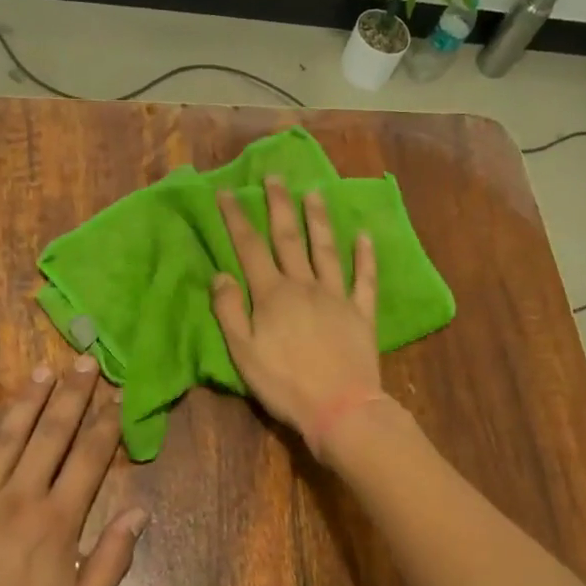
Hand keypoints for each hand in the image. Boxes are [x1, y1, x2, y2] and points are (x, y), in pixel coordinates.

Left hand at [0, 358, 147, 585]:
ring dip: (26, 402)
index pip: (89, 458)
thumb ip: (113, 557)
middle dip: (71, 396)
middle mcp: (19, 496)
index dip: (105, 424)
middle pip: (50, 435)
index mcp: (57, 520)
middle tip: (83, 361)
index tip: (117, 395)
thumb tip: (140, 511)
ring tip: (43, 371)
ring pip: (5, 438)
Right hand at [212, 177, 380, 446]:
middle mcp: (304, 285)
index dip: (236, 219)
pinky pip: (364, 279)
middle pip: (289, 238)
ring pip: (326, 249)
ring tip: (314, 193)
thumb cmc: (285, 384)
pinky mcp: (362, 313)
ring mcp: (337, 296)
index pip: (250, 248)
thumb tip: (220, 274)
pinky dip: (365, 256)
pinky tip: (365, 236)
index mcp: (273, 295)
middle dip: (279, 205)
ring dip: (318, 220)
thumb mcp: (244, 353)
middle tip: (274, 177)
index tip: (227, 193)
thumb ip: (230, 311)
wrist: (339, 408)